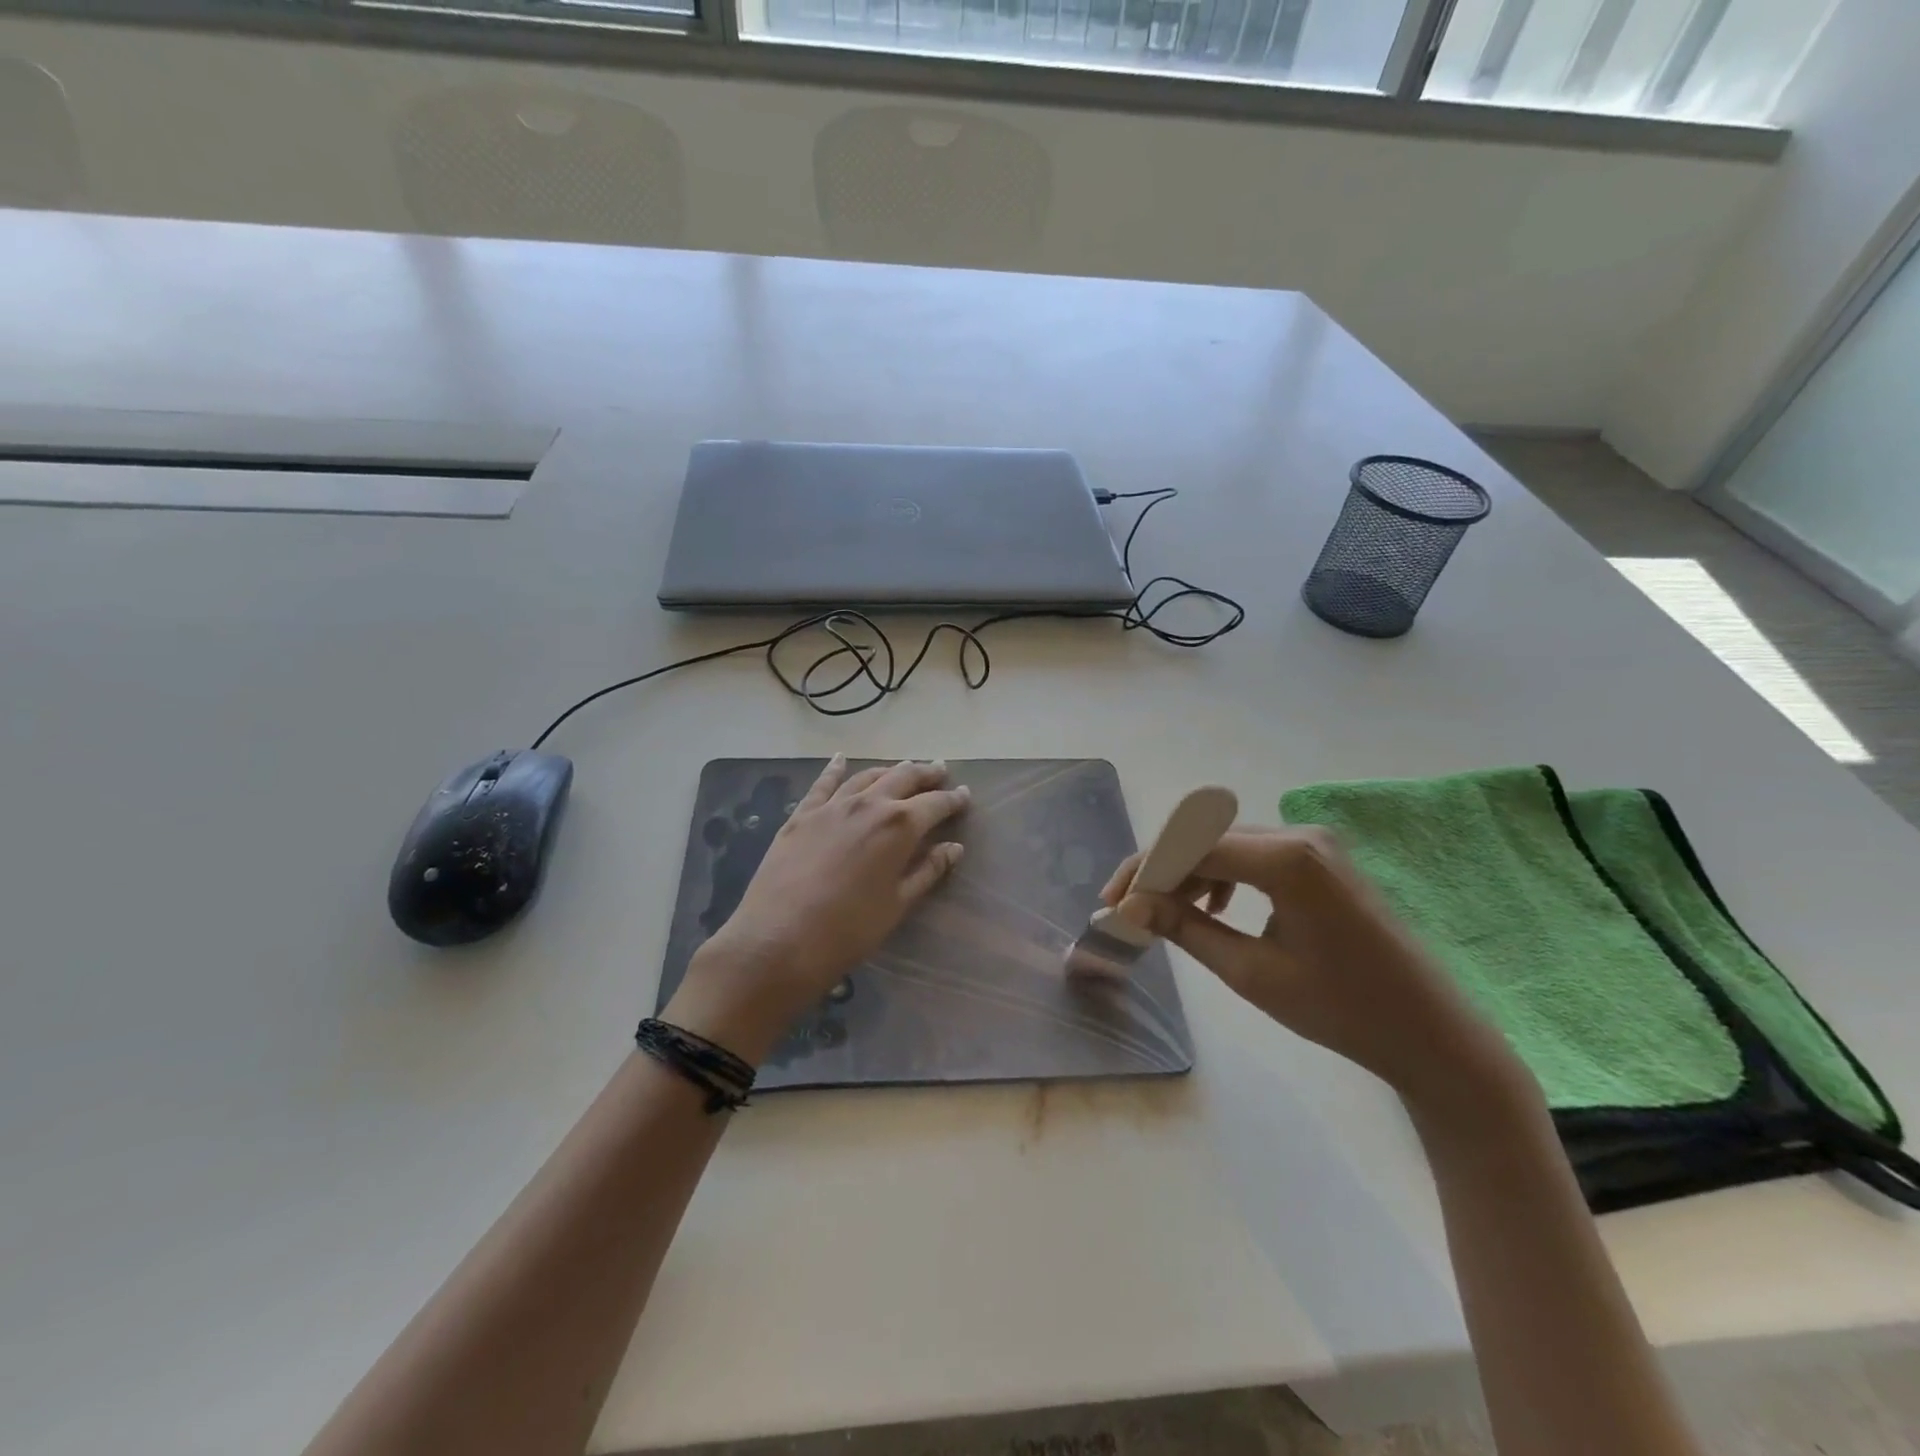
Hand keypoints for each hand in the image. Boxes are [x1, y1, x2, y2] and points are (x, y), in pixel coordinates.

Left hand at [665, 756, 969, 1063]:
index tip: (965, 795)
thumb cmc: (848, 930)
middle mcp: (868, 804)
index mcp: (899, 826)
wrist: (778, 939)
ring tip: (903, 768)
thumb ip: (927, 871)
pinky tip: (841, 759)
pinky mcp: (802, 815)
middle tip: (940, 771)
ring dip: (889, 770)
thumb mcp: (897, 904)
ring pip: (867, 776)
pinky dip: (835, 769)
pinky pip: (823, 784)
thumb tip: (953, 848)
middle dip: (925, 772)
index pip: (935, 804)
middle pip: (903, 777)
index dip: (953, 799)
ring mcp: (832, 806)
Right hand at [1101, 826, 1521, 1110]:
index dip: (1145, 870)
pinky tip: (1211, 908)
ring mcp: (1314, 844)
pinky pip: (1254, 853)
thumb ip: (1185, 929)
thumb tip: (1129, 907)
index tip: (1113, 903)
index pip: (1191, 846)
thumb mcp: (1252, 973)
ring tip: (1163, 913)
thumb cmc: (1342, 1010)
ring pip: (1227, 842)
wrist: (1432, 1033)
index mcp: (1287, 858)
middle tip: (1127, 906)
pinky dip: (1222, 874)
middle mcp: (1299, 835)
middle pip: (1206, 835)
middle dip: (1160, 868)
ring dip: (1188, 871)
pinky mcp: (1321, 859)